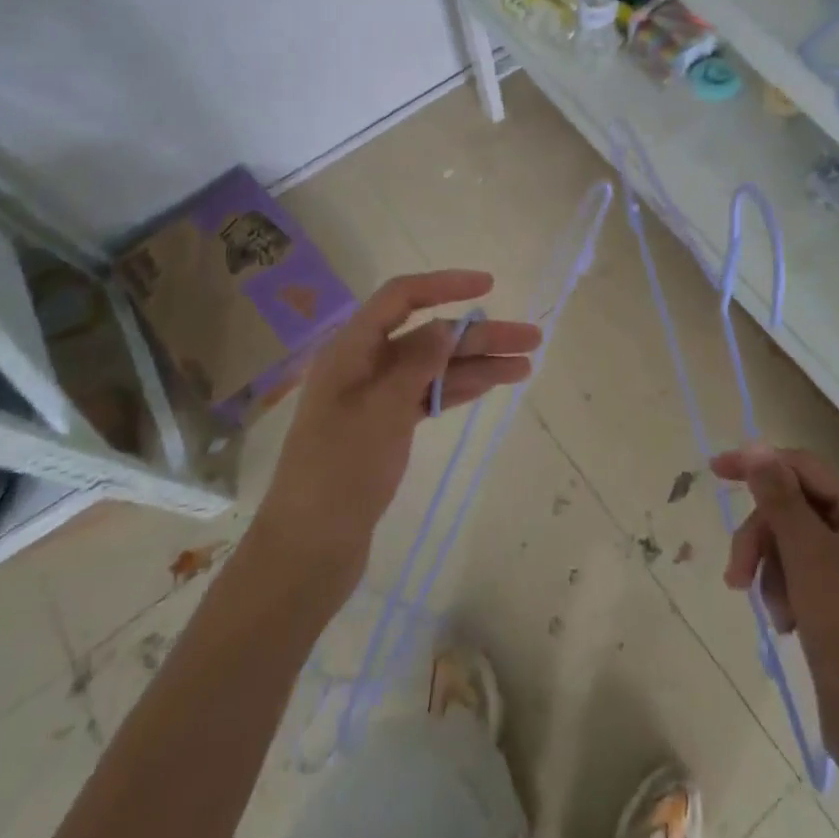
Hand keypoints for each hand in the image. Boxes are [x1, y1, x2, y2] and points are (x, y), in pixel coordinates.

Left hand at [254, 270, 541, 616]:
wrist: (308, 552)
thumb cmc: (338, 474)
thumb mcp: (380, 412)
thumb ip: (416, 364)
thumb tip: (448, 327)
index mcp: (351, 351)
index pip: (400, 298)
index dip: (444, 285)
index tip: (488, 286)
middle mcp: (364, 366)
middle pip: (428, 336)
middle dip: (478, 335)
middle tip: (530, 340)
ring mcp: (376, 398)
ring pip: (434, 368)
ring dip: (477, 365)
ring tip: (525, 366)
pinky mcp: (386, 429)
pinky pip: (428, 396)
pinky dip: (458, 389)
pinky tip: (490, 385)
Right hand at [711, 446, 838, 739]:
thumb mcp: (805, 551)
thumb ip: (777, 494)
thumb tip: (755, 445)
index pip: (803, 468)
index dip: (758, 466)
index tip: (714, 470)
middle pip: (794, 510)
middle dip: (763, 540)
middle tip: (737, 575)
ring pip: (793, 543)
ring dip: (773, 572)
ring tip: (775, 613)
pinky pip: (803, 573)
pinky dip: (786, 592)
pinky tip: (787, 623)